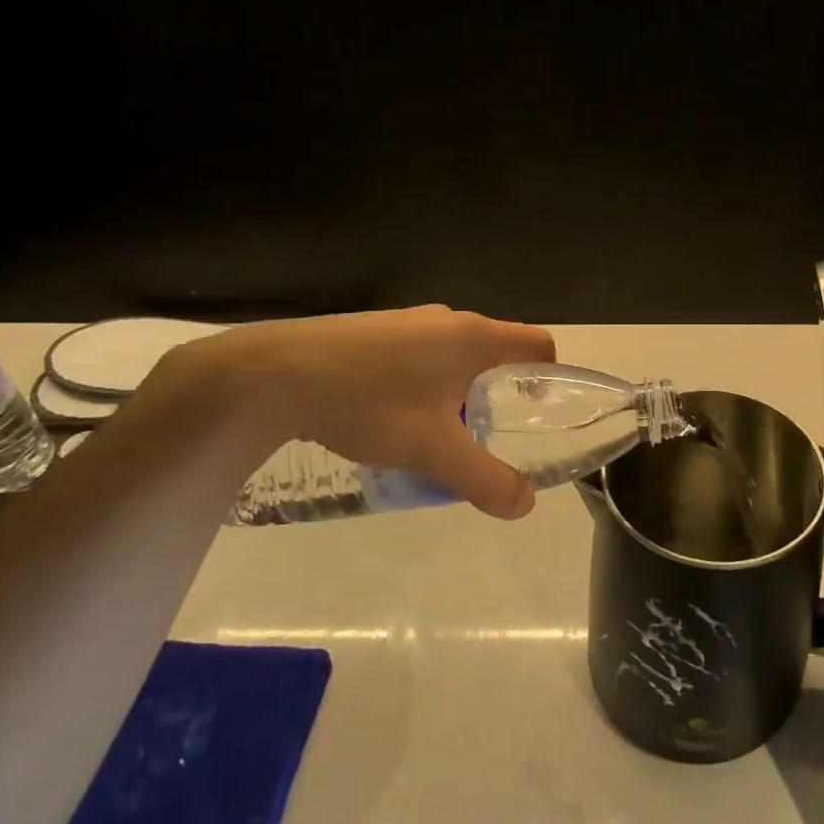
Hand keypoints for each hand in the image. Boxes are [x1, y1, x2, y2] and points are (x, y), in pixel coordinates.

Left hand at [169, 307, 556, 518]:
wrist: (273, 375)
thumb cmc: (368, 403)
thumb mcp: (432, 451)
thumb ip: (484, 480)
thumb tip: (526, 503)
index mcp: (474, 337)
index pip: (538, 345)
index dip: (550, 379)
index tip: (536, 416)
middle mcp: (448, 320)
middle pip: (496, 354)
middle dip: (498, 397)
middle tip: (481, 439)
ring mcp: (408, 321)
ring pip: (455, 358)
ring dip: (458, 394)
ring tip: (434, 436)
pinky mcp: (376, 331)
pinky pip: (421, 356)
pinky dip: (425, 386)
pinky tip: (391, 418)